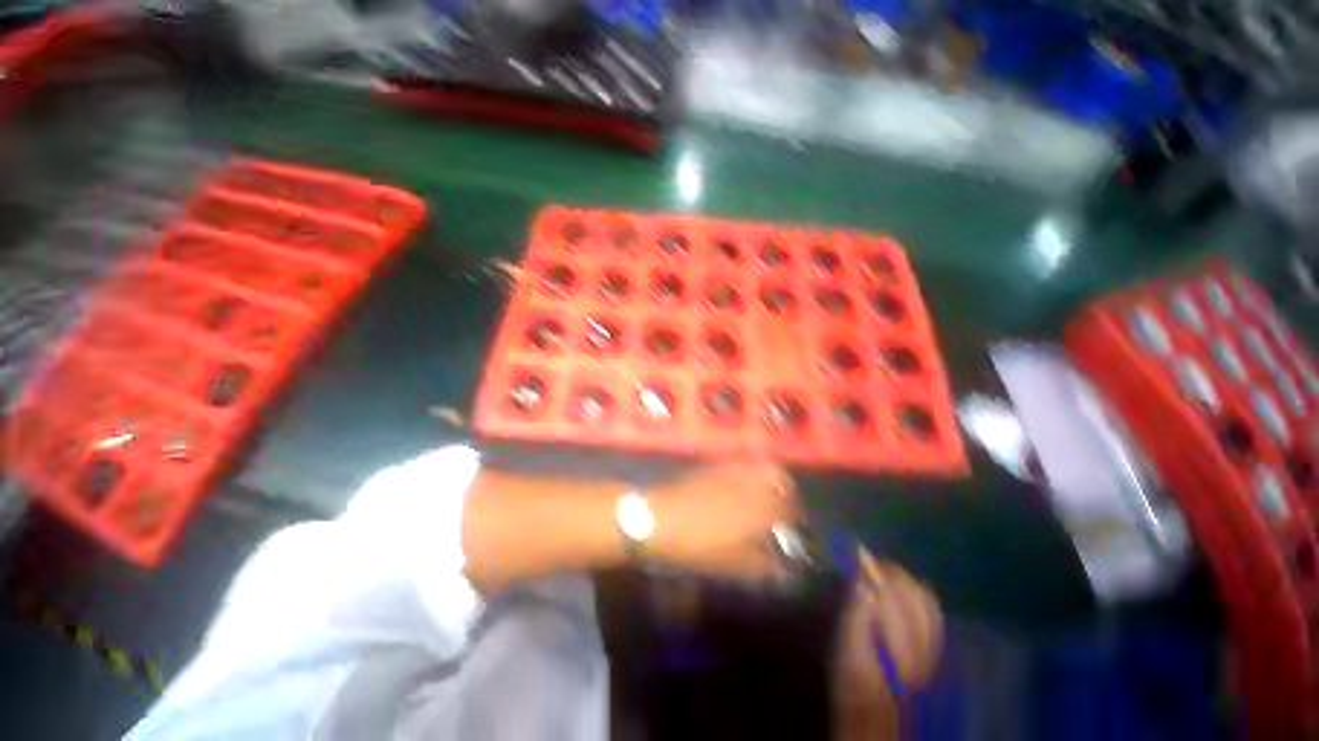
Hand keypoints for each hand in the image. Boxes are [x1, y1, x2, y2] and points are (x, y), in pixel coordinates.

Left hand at [646, 462, 799, 581]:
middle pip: (779, 479)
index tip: (797, 530)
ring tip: (766, 499)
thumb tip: (785, 570)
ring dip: (771, 481)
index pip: (790, 509)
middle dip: (787, 493)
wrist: (659, 519)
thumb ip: (764, 566)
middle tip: (784, 511)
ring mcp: (731, 472)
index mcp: (759, 509)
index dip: (796, 520)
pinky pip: (743, 465)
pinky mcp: (715, 467)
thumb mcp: (734, 564)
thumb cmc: (698, 546)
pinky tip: (743, 490)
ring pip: (762, 468)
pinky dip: (751, 474)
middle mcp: (750, 484)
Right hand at [833, 548, 942, 729]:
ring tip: (884, 570)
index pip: (892, 596)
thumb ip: (858, 615)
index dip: (876, 570)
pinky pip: (933, 613)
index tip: (859, 552)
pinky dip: (919, 594)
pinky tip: (906, 589)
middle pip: (914, 595)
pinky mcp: (934, 649)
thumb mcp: (847, 647)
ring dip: (905, 580)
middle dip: (891, 572)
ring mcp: (932, 646)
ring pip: (927, 601)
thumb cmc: (853, 678)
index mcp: (898, 642)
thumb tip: (864, 582)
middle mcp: (922, 642)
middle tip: (868, 561)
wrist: (875, 711)